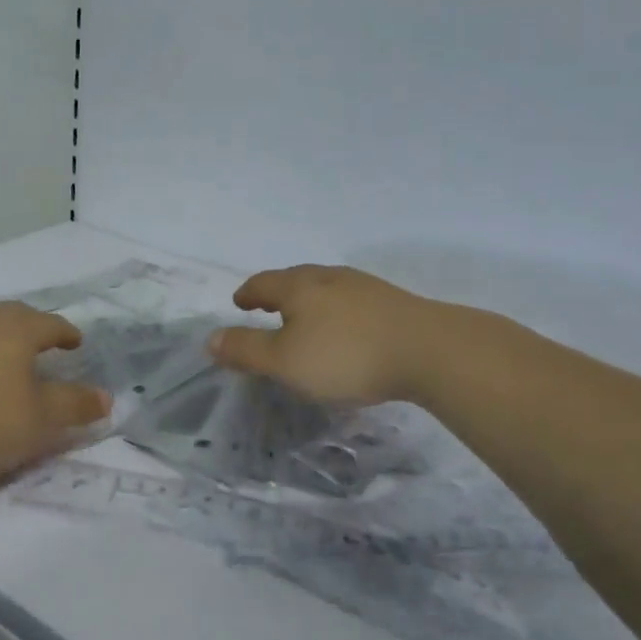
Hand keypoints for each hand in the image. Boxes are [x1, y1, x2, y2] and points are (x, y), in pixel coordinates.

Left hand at [0, 303, 110, 481]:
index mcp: (18, 329)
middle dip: (33, 330)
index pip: (52, 324)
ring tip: (6, 363)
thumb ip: (74, 407)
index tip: (76, 343)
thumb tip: (108, 397)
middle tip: (44, 345)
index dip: (67, 334)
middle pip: (15, 318)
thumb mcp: (39, 421)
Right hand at [208, 265, 442, 405]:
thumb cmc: (346, 356)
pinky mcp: (393, 303)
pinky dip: (336, 311)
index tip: (238, 303)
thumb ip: (246, 350)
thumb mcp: (285, 361)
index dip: (247, 294)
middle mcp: (330, 277)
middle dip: (277, 293)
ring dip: (309, 300)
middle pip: (295, 279)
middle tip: (266, 307)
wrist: (430, 351)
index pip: (263, 283)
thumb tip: (210, 339)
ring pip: (326, 288)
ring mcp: (365, 287)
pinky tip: (346, 329)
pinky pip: (352, 301)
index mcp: (299, 286)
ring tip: (304, 318)